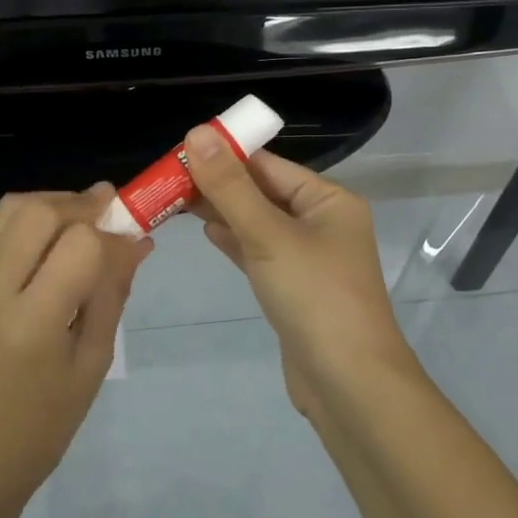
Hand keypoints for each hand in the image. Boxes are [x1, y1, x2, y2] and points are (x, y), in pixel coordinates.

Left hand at [0, 185, 150, 508]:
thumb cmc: (45, 425)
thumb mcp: (93, 363)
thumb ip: (112, 295)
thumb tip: (136, 243)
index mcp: (32, 321)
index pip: (78, 245)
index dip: (113, 236)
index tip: (134, 243)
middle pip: (38, 212)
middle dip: (82, 203)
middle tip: (113, 211)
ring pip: (12, 211)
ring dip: (55, 204)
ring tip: (86, 220)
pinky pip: (0, 232)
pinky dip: (34, 221)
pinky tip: (58, 241)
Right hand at [183, 129, 416, 418]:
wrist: (349, 384)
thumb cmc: (314, 296)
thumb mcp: (269, 235)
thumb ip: (230, 187)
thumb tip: (198, 133)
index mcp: (329, 200)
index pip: (269, 165)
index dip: (225, 155)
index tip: (180, 151)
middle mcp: (322, 222)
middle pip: (263, 192)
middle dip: (219, 185)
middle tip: (168, 178)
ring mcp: (309, 258)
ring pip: (259, 224)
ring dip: (223, 212)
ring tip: (176, 200)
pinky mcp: (295, 288)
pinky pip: (260, 253)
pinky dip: (235, 241)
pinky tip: (207, 232)